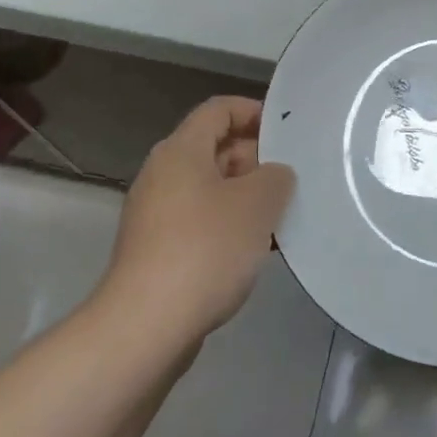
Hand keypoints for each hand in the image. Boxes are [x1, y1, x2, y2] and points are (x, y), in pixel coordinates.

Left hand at [100, 97, 295, 349]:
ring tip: (281, 218)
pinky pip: (199, 223)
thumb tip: (274, 175)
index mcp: (181, 150)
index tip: (286, 131)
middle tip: (291, 180)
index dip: (253, 111)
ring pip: (209, 190)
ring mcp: (155, 215)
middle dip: (255, 159)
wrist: (145, 326)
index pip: (218, 109)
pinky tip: (256, 252)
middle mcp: (162, 175)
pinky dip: (228, 227)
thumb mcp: (258, 203)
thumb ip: (276, 177)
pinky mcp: (156, 251)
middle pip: (213, 149)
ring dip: (245, 198)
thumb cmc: (205, 249)